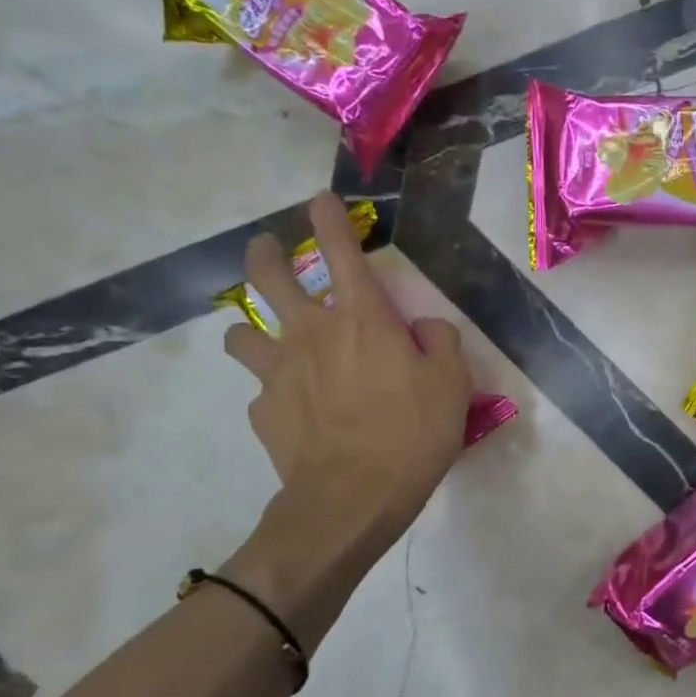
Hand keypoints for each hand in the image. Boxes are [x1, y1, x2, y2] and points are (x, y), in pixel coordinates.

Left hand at [222, 193, 471, 608]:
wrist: (353, 497)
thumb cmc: (413, 434)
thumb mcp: (453, 385)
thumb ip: (440, 344)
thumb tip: (423, 330)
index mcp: (362, 320)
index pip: (341, 252)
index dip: (329, 219)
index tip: (320, 199)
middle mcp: (312, 334)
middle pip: (268, 277)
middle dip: (264, 253)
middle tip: (266, 247)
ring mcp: (279, 372)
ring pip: (243, 331)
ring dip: (252, 327)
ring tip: (264, 338)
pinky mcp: (263, 411)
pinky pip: (262, 390)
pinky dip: (275, 391)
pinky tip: (294, 411)